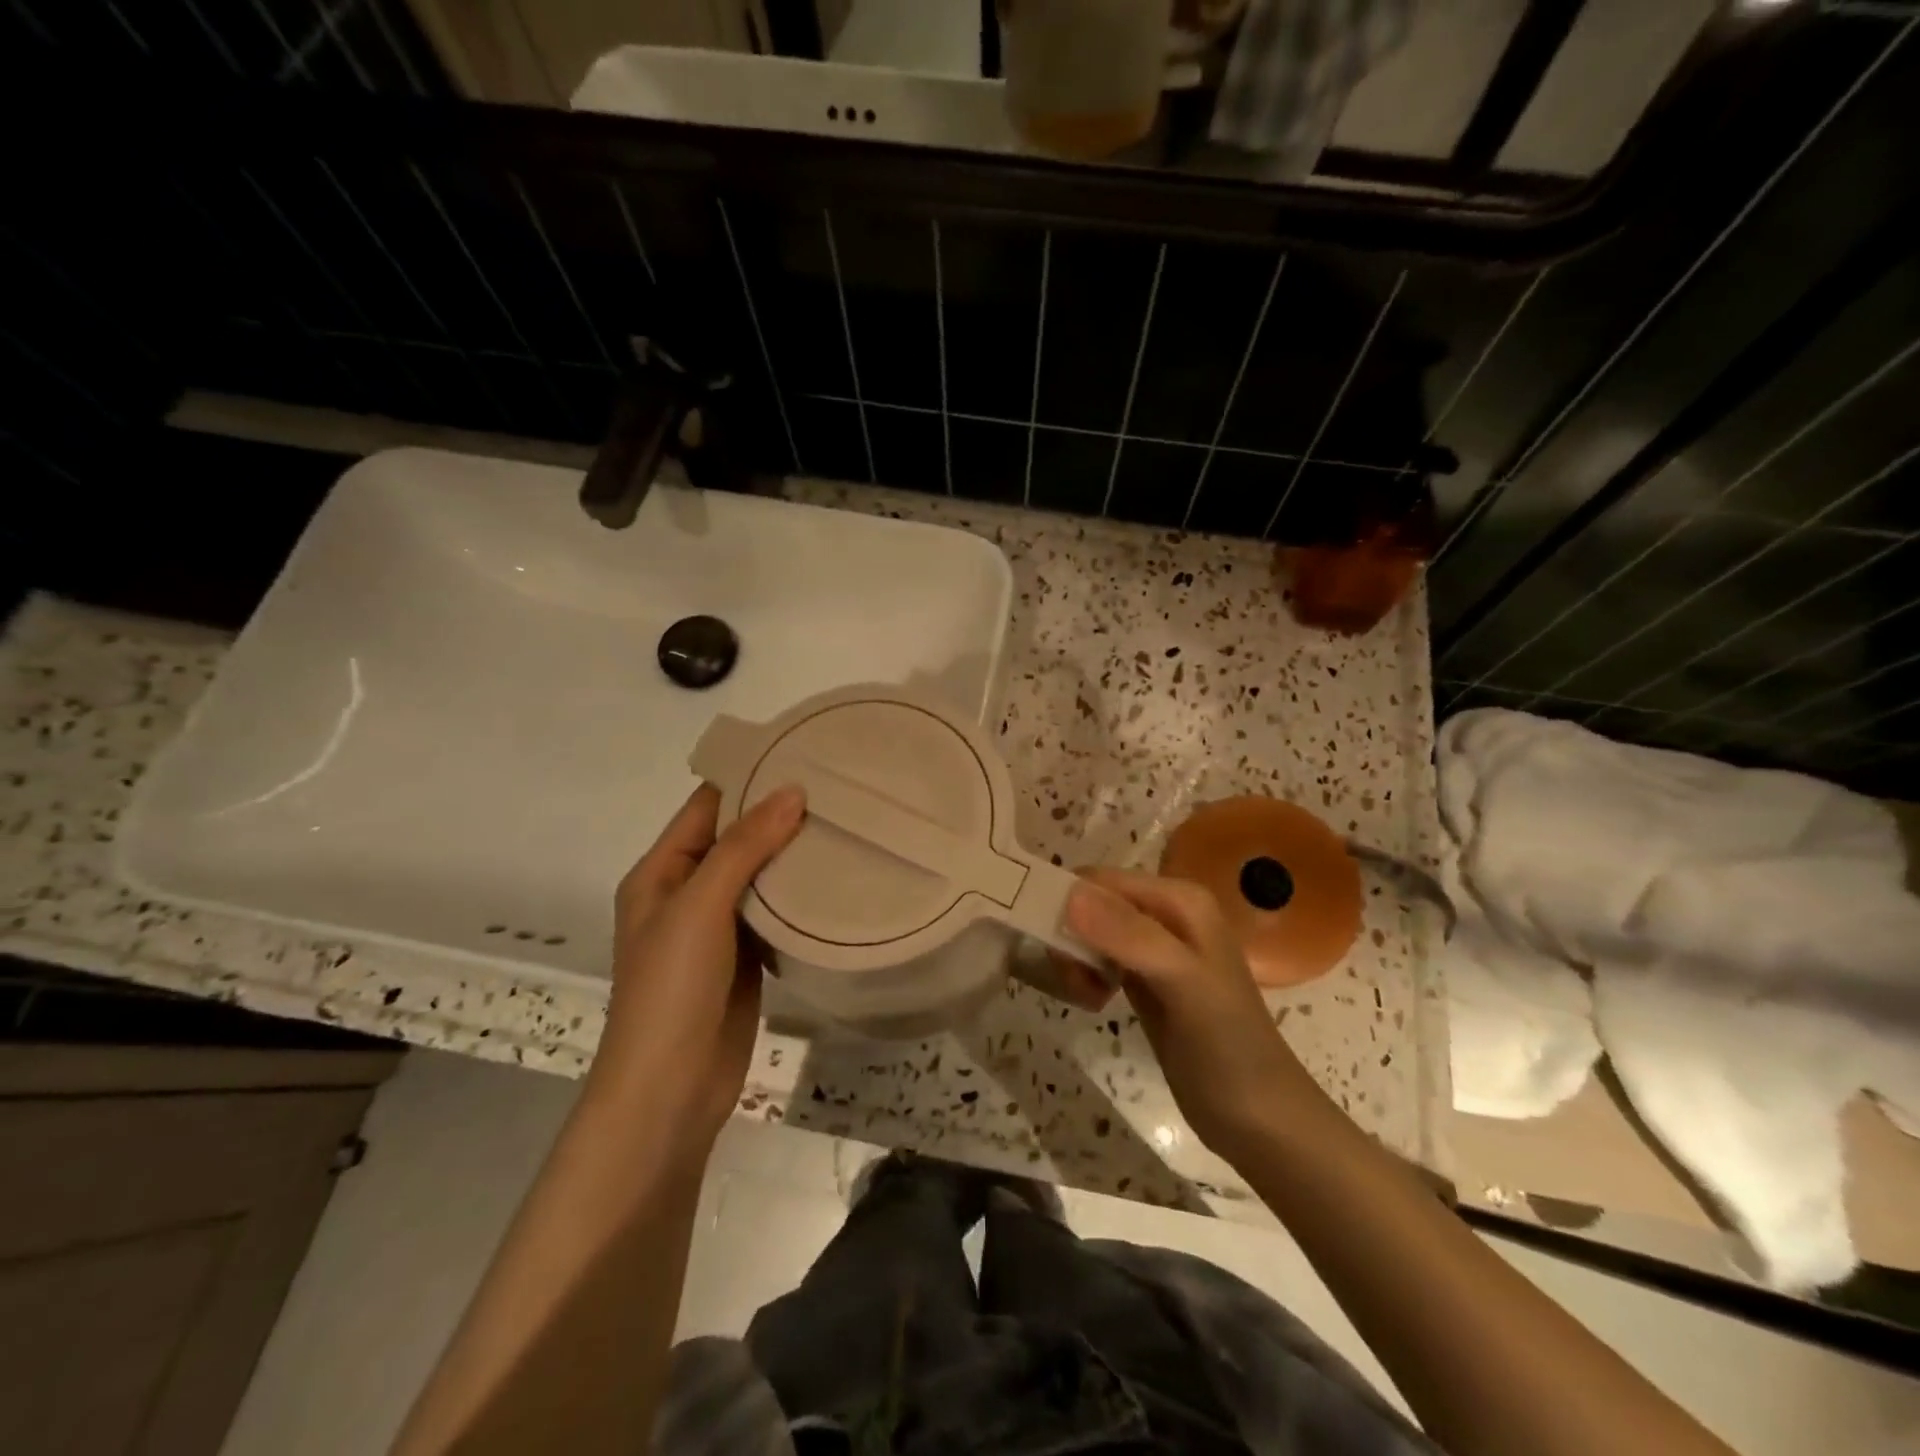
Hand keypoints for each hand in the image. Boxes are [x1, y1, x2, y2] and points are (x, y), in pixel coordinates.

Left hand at [590, 783, 804, 1150]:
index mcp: (661, 871)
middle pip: (736, 838)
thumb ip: (744, 847)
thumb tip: (792, 790)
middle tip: (839, 787)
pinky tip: (839, 876)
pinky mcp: (746, 957)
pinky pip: (774, 912)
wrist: (670, 1090)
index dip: (748, 778)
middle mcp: (687, 892)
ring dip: (793, 853)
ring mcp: (718, 927)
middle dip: (779, 813)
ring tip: (847, 821)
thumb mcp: (700, 907)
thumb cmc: (670, 990)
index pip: (707, 807)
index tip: (801, 753)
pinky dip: (800, 894)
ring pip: (760, 875)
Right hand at [1065, 868, 1309, 1154]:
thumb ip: (1130, 936)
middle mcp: (1166, 912)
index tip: (1055, 949)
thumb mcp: (1183, 983)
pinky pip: (1098, 958)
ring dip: (1076, 960)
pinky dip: (1086, 975)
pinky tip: (1095, 1001)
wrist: (1259, 1117)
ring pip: (1089, 931)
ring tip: (1088, 996)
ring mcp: (1154, 947)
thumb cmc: (1227, 1045)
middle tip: (1077, 981)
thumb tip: (1069, 895)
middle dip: (1072, 936)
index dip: (1069, 904)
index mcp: (1180, 898)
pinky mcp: (1144, 978)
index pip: (1101, 880)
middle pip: (1091, 903)